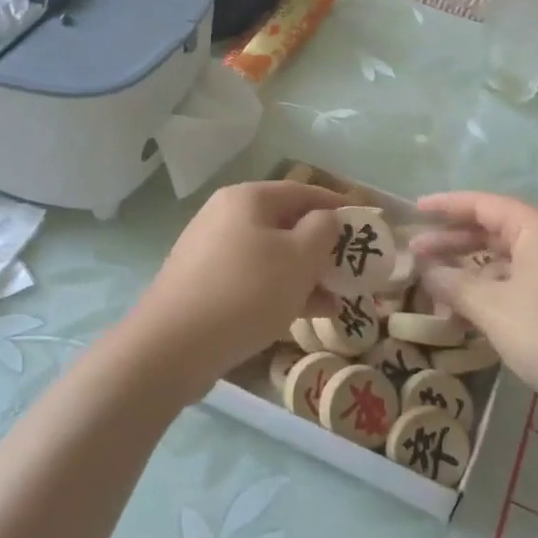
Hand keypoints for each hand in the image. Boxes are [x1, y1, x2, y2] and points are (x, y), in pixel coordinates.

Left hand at [124, 181, 343, 392]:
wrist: (172, 346)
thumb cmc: (246, 292)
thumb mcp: (299, 257)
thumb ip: (323, 230)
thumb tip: (325, 219)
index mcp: (248, 198)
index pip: (303, 191)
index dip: (338, 205)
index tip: (366, 222)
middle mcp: (225, 215)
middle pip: (286, 223)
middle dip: (322, 247)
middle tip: (351, 268)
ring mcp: (210, 251)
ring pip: (271, 255)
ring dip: (305, 274)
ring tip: (336, 300)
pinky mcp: (203, 284)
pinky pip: (252, 278)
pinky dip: (280, 290)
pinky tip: (304, 315)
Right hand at [412, 191, 537, 412]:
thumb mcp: (495, 309)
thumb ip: (456, 286)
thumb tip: (427, 271)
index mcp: (537, 227)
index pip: (482, 204)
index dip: (445, 206)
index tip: (415, 210)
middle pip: (494, 229)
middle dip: (453, 241)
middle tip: (415, 254)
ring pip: (508, 257)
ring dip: (472, 268)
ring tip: (436, 284)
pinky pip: (522, 278)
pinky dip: (494, 286)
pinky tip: (473, 307)